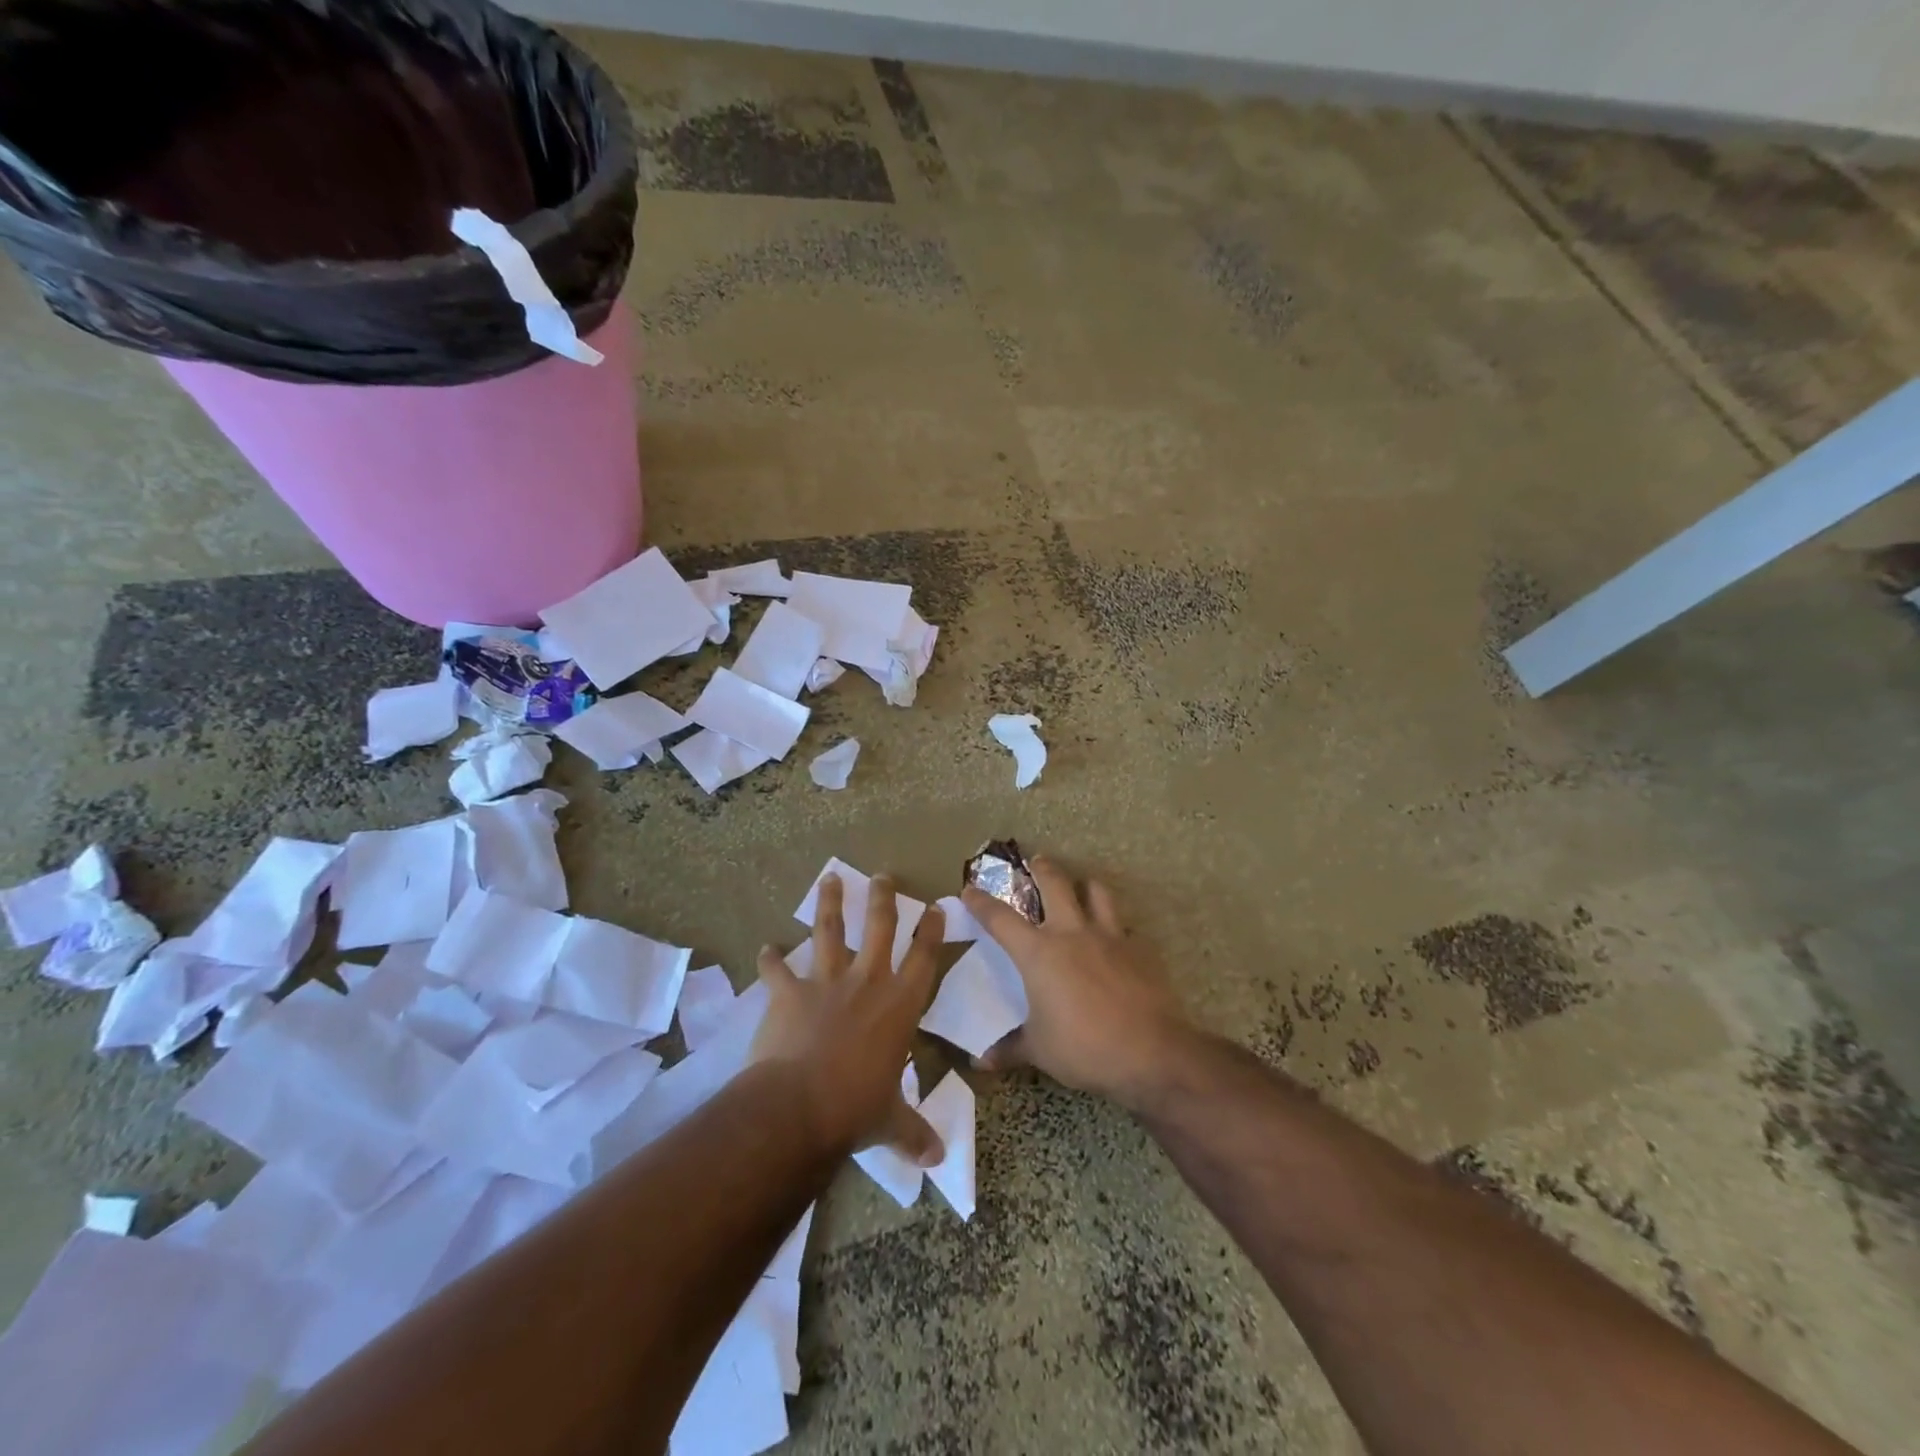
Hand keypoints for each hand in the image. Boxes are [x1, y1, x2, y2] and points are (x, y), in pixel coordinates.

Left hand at [751, 874, 946, 1165]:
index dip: (931, 930)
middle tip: (883, 876)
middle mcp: (867, 982)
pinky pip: (777, 970)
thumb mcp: (890, 1122)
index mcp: (900, 1005)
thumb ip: (913, 1133)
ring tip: (829, 879)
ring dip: (830, 903)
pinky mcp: (789, 992)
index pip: (924, 958)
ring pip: (830, 930)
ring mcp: (826, 982)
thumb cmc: (856, 1109)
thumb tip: (937, 1160)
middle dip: (883, 899)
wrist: (798, 1107)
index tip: (934, 906)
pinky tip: (764, 948)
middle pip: (880, 927)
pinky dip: (770, 959)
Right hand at [962, 857, 1190, 1108]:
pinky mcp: (1138, 949)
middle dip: (1042, 868)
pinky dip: (1116, 928)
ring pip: (1097, 892)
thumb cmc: (1084, 1047)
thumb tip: (981, 1062)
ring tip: (1083, 887)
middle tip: (1037, 860)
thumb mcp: (1040, 1051)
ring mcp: (1109, 937)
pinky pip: (1125, 927)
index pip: (1001, 919)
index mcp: (1039, 953)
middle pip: (1055, 884)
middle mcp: (1072, 933)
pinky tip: (1116, 941)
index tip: (969, 890)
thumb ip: (1010, 1049)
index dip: (981, 903)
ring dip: (1086, 885)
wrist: (1150, 1052)